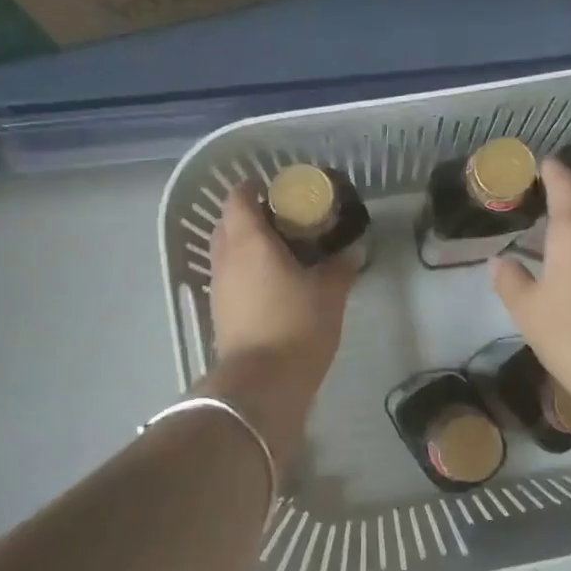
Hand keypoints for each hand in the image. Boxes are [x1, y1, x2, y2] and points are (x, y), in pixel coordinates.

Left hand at [207, 183, 357, 396]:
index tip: (279, 191)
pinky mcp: (220, 311)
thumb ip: (341, 267)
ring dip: (248, 245)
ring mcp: (218, 286)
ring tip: (283, 252)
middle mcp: (226, 257)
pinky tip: (274, 283)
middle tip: (286, 221)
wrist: (263, 382)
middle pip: (229, 222)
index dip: (255, 188)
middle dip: (252, 215)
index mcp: (249, 241)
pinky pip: (230, 276)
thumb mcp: (330, 293)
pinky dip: (247, 270)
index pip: (238, 197)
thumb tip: (352, 251)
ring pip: (227, 251)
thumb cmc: (297, 325)